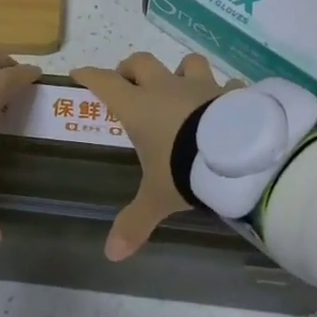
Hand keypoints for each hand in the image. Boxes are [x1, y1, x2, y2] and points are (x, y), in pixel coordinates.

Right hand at [71, 52, 240, 260]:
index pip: (106, 83)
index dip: (90, 76)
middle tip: (127, 81)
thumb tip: (111, 254)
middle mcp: (167, 88)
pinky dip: (225, 92)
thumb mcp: (157, 197)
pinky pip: (228, 85)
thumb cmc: (185, 168)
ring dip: (180, 70)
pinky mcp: (232, 92)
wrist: (237, 155)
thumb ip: (135, 221)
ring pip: (187, 63)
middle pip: (142, 63)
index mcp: (139, 107)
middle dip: (130, 68)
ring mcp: (201, 86)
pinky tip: (228, 102)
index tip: (79, 72)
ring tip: (180, 84)